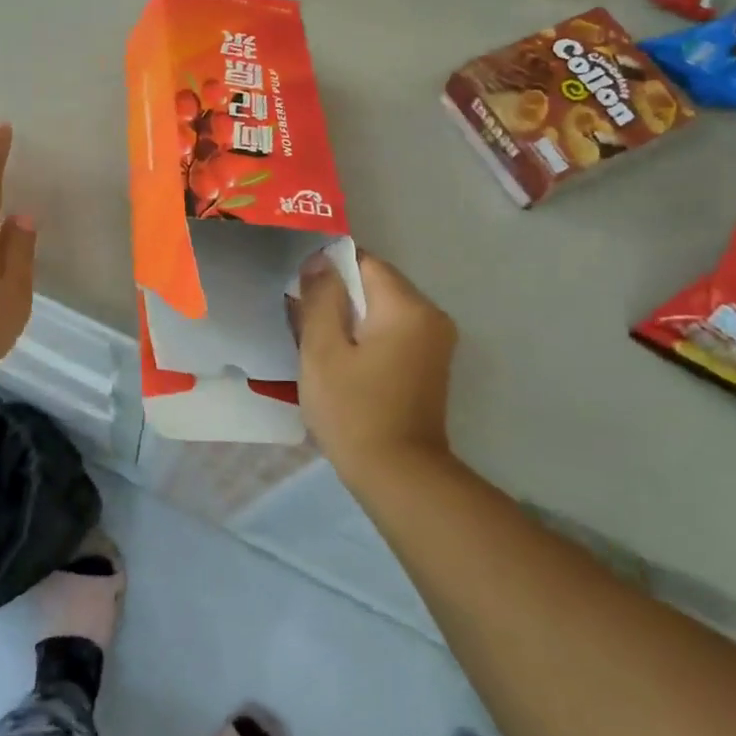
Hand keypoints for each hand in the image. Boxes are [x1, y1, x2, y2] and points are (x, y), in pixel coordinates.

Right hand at [293, 249, 457, 476]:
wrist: (398, 475)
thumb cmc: (353, 410)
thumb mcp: (322, 351)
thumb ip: (320, 299)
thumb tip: (320, 261)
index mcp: (407, 307)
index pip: (365, 262)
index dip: (328, 267)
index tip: (299, 288)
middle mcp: (431, 316)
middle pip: (376, 284)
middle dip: (338, 294)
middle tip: (301, 317)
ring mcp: (435, 342)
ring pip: (383, 309)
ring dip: (349, 316)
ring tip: (316, 340)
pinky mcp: (430, 364)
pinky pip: (393, 331)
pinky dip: (366, 335)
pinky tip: (341, 359)